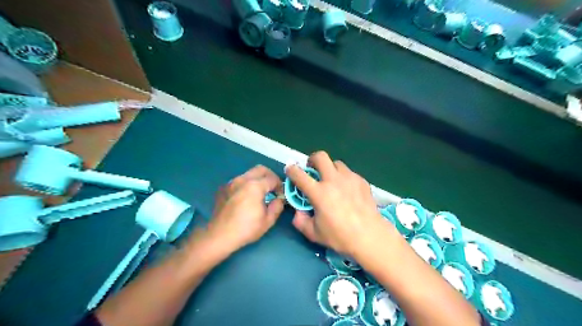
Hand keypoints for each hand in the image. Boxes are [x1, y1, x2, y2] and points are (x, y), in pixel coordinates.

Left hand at [206, 165, 285, 252]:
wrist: (219, 236)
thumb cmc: (246, 229)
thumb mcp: (268, 220)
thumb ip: (278, 206)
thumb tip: (279, 198)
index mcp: (254, 186)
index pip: (272, 178)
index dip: (280, 186)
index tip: (280, 196)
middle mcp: (242, 179)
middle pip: (261, 169)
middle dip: (270, 177)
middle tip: (273, 189)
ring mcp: (231, 182)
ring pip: (249, 174)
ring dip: (258, 180)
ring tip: (260, 194)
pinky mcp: (224, 188)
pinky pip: (239, 181)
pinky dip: (247, 185)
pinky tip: (246, 198)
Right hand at [285, 152, 395, 258]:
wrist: (370, 236)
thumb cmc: (340, 236)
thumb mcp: (314, 234)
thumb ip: (301, 222)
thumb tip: (298, 212)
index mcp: (319, 193)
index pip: (299, 175)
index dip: (291, 169)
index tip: (290, 169)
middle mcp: (333, 180)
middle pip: (320, 157)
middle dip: (312, 159)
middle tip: (312, 169)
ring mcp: (349, 178)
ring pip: (336, 163)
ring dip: (330, 169)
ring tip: (332, 181)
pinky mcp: (361, 181)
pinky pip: (349, 173)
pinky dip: (344, 177)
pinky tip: (347, 190)